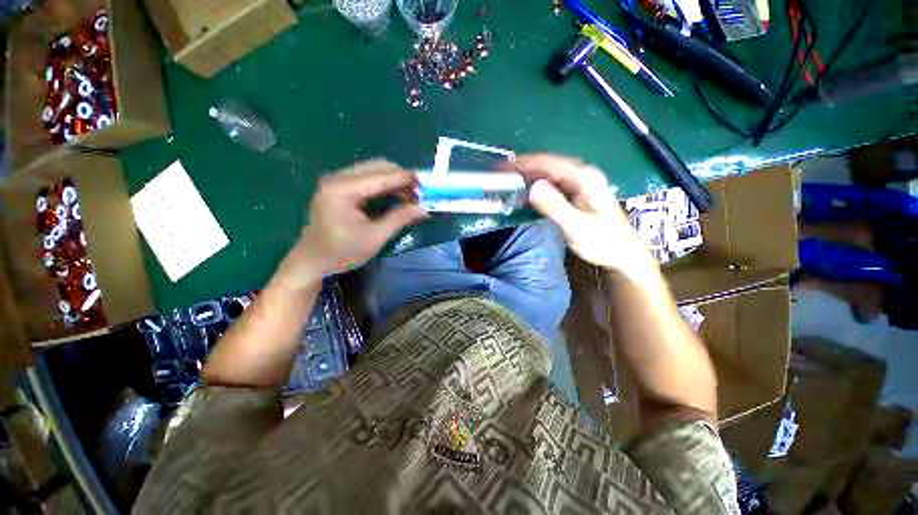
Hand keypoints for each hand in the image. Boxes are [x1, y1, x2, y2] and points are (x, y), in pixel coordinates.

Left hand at [277, 160, 427, 287]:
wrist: (311, 261)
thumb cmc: (342, 253)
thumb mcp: (375, 237)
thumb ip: (400, 219)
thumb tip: (425, 209)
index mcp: (343, 189)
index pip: (382, 176)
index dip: (407, 179)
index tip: (428, 184)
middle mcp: (338, 177)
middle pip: (378, 166)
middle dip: (402, 178)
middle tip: (420, 193)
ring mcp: (337, 181)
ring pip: (374, 170)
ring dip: (395, 181)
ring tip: (411, 196)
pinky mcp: (339, 187)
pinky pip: (368, 178)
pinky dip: (385, 185)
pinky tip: (396, 196)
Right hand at [514, 154, 657, 281]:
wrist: (622, 255)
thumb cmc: (603, 242)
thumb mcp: (577, 226)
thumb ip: (555, 206)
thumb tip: (532, 187)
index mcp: (586, 179)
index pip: (551, 163)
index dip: (526, 163)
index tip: (504, 166)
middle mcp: (583, 176)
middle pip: (549, 166)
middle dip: (525, 169)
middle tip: (502, 176)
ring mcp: (579, 185)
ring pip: (549, 176)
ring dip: (529, 179)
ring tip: (509, 184)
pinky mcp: (576, 196)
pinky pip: (552, 187)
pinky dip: (537, 190)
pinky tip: (525, 197)